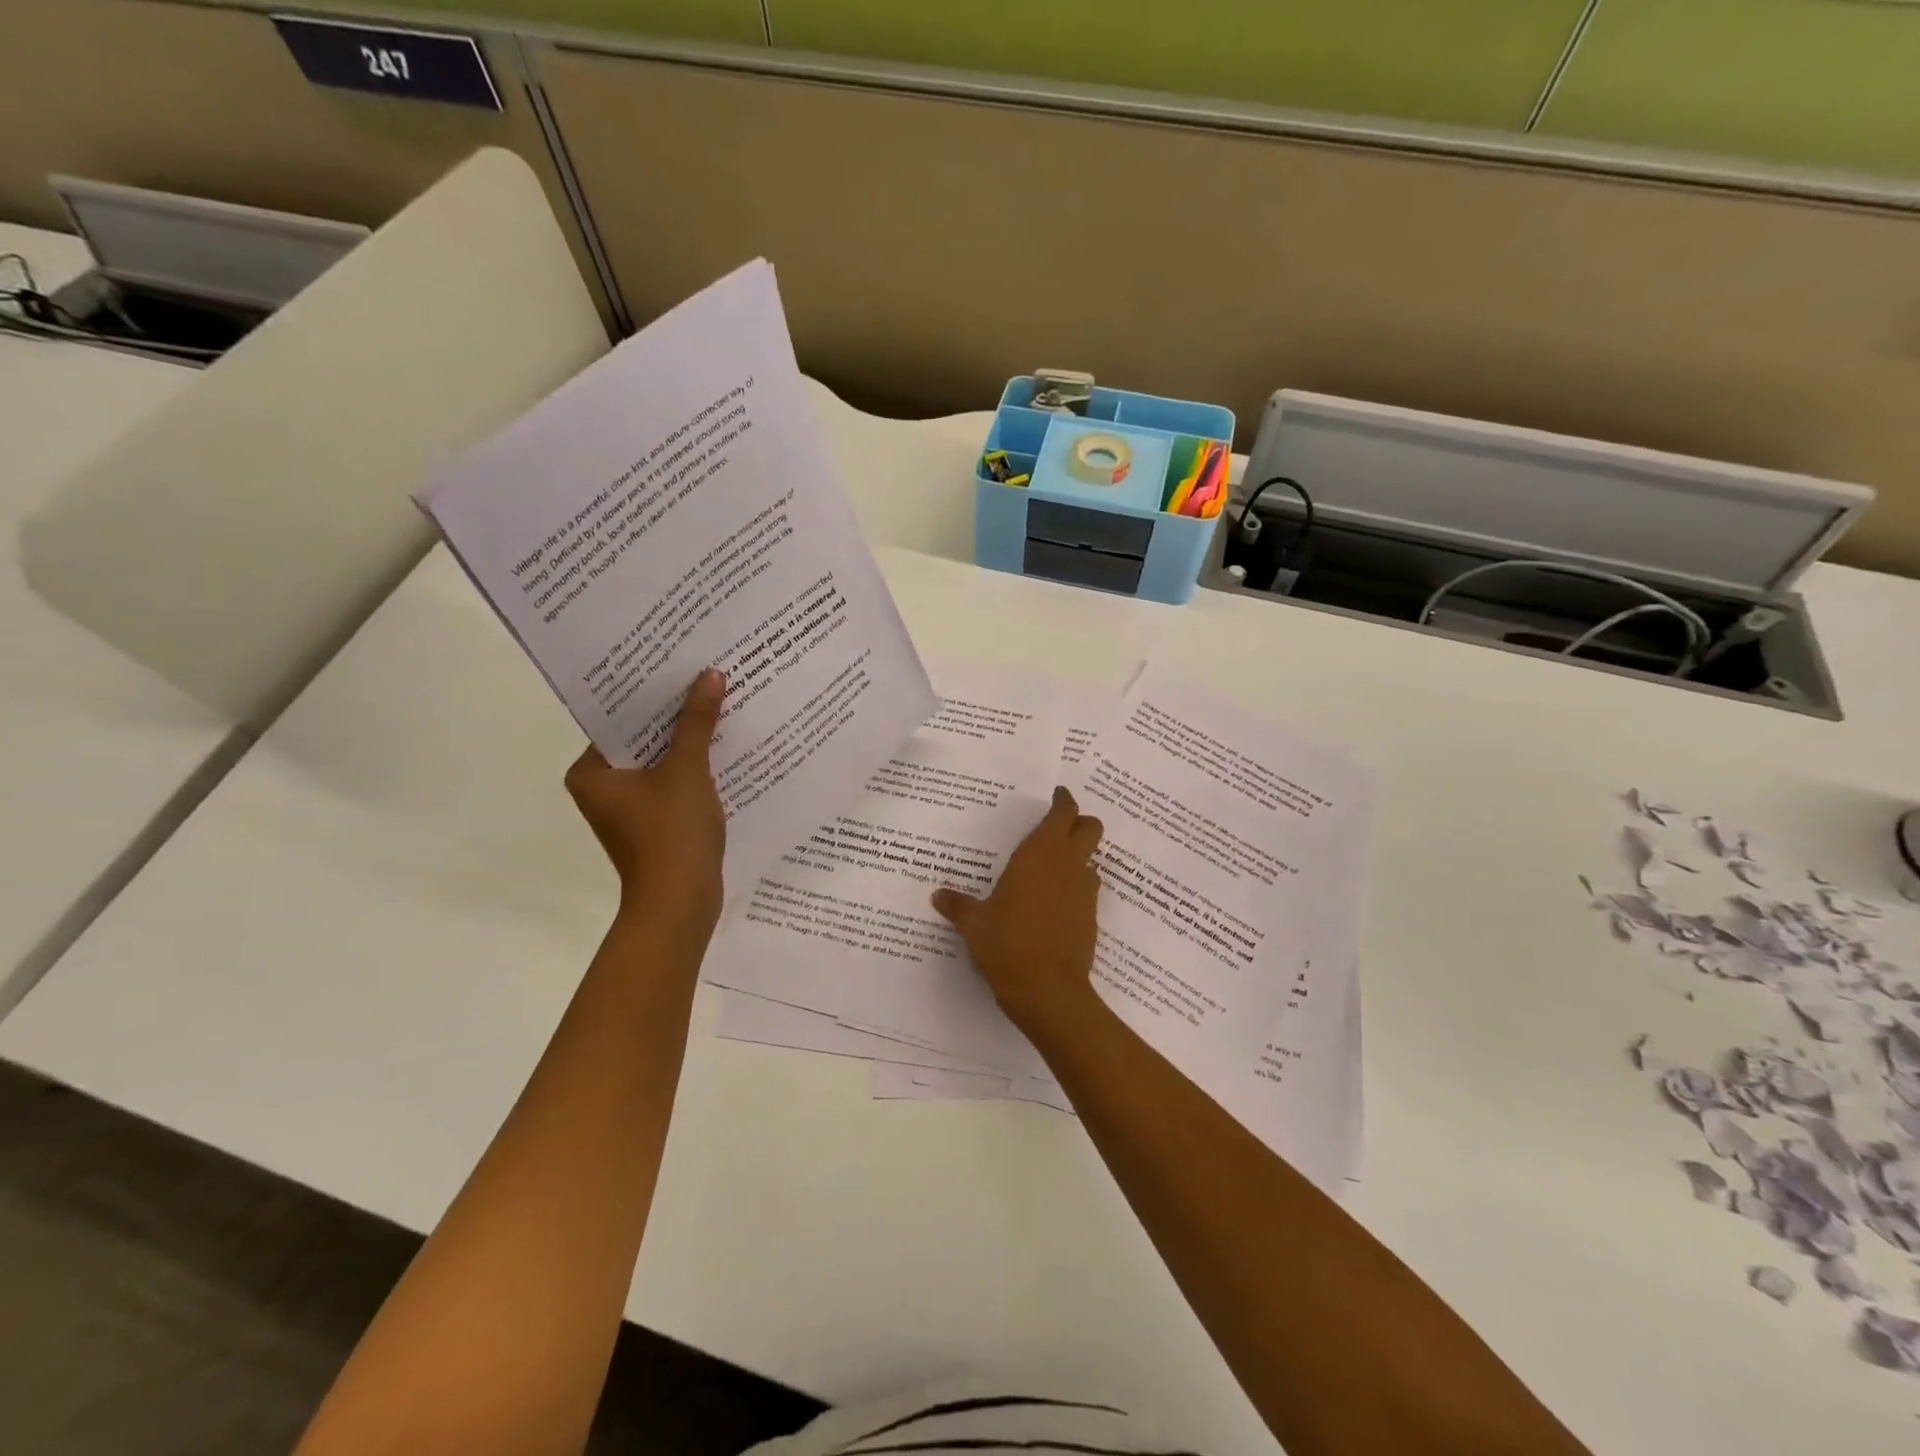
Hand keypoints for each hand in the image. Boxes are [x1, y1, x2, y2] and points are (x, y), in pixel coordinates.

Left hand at [566, 669, 726, 933]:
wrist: (680, 903)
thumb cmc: (672, 833)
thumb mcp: (687, 770)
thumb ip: (696, 722)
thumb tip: (711, 675)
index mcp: (591, 772)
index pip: (619, 718)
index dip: (651, 693)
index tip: (679, 666)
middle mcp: (601, 787)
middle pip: (641, 738)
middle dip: (674, 715)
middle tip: (704, 679)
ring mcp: (627, 808)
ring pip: (659, 761)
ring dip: (686, 741)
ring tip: (719, 706)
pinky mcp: (652, 824)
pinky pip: (671, 783)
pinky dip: (692, 769)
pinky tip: (723, 749)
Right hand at [932, 785, 1105, 1035]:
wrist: (1049, 991)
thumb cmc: (1007, 944)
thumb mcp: (974, 923)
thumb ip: (958, 905)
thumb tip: (938, 895)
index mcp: (1040, 853)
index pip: (1063, 812)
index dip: (1063, 801)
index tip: (1056, 795)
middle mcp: (1068, 865)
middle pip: (1090, 827)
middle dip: (1079, 822)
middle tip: (1058, 827)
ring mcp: (1084, 892)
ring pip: (1092, 859)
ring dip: (1079, 857)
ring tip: (1053, 869)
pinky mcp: (1092, 918)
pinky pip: (1087, 890)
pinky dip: (1076, 888)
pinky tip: (1055, 904)